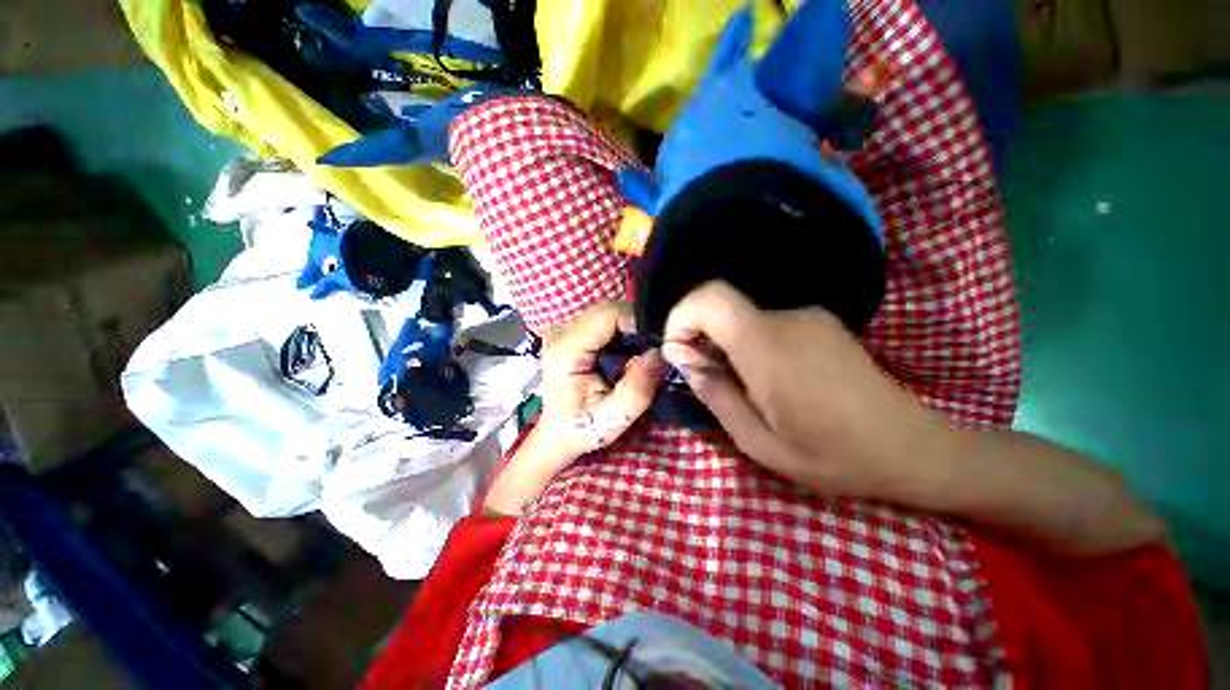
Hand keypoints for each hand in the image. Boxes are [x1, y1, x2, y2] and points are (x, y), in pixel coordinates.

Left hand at [482, 302, 664, 516]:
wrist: (558, 433)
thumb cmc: (582, 429)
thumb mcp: (614, 419)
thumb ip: (637, 389)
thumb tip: (658, 354)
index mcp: (565, 350)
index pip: (607, 314)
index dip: (637, 321)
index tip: (657, 343)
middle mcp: (560, 332)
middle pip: (608, 309)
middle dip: (635, 325)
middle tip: (653, 349)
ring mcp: (564, 329)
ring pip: (608, 312)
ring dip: (629, 328)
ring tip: (642, 352)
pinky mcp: (572, 332)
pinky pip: (604, 321)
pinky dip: (622, 331)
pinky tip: (628, 351)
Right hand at [662, 281, 959, 501]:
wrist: (912, 448)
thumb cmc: (831, 454)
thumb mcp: (758, 441)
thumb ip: (714, 392)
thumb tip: (680, 357)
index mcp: (766, 346)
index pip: (708, 298)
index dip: (681, 316)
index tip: (677, 351)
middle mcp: (786, 318)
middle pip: (722, 306)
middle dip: (701, 337)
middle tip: (708, 378)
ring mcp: (808, 316)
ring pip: (743, 317)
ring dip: (728, 344)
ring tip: (745, 388)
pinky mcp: (821, 322)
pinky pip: (767, 323)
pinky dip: (752, 344)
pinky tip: (773, 380)